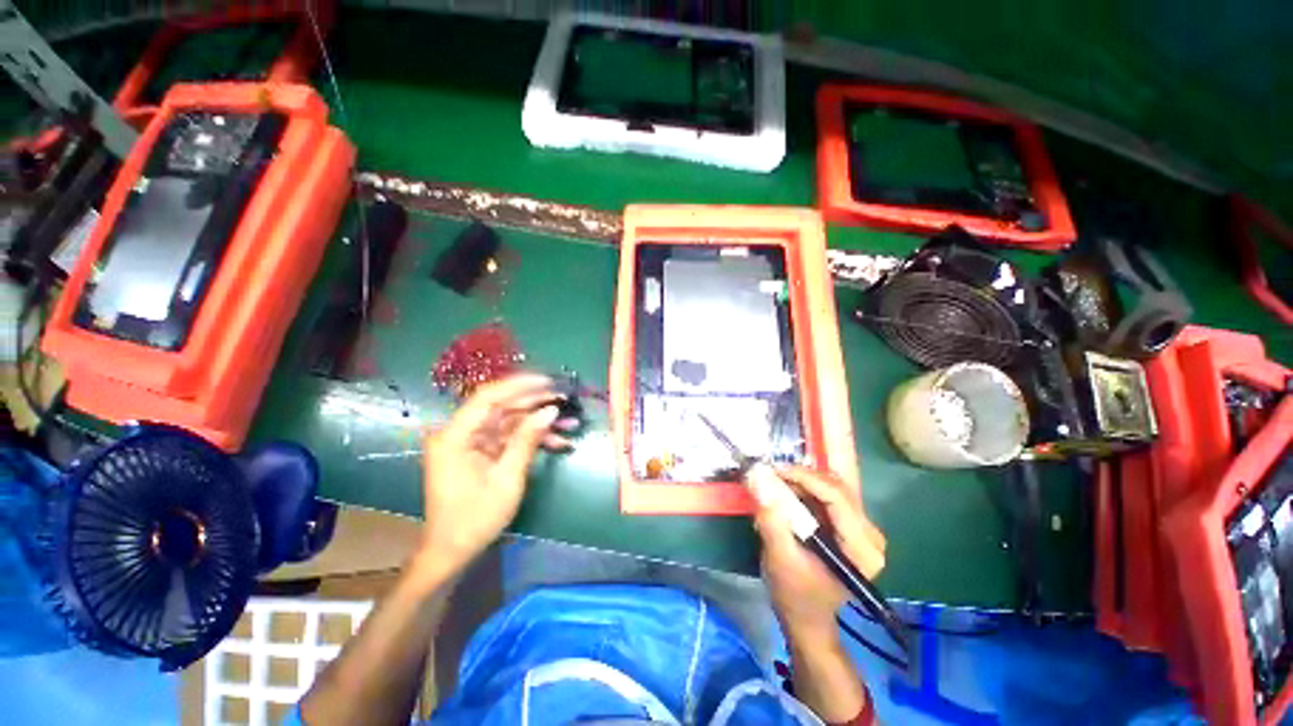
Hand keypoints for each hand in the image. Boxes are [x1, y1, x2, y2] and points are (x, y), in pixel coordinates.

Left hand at [419, 374, 574, 572]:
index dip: (519, 385)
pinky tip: (558, 442)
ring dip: (539, 422)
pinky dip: (532, 438)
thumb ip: (527, 440)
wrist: (453, 551)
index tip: (548, 381)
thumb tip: (551, 410)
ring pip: (510, 421)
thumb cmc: (476, 518)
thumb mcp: (507, 479)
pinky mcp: (481, 451)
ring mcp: (472, 442)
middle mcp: (461, 433)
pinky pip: (509, 437)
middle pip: (502, 407)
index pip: (488, 398)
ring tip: (570, 422)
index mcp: (456, 437)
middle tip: (565, 399)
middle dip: (536, 403)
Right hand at [755, 466, 885, 636]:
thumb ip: (771, 518)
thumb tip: (758, 477)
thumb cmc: (794, 594)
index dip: (805, 477)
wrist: (806, 617)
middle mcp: (869, 534)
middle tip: (774, 470)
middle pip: (838, 486)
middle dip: (804, 473)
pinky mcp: (849, 524)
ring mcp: (861, 528)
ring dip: (802, 479)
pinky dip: (804, 487)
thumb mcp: (779, 558)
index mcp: (862, 549)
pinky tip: (786, 489)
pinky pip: (826, 493)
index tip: (774, 470)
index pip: (837, 497)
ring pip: (832, 485)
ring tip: (775, 479)